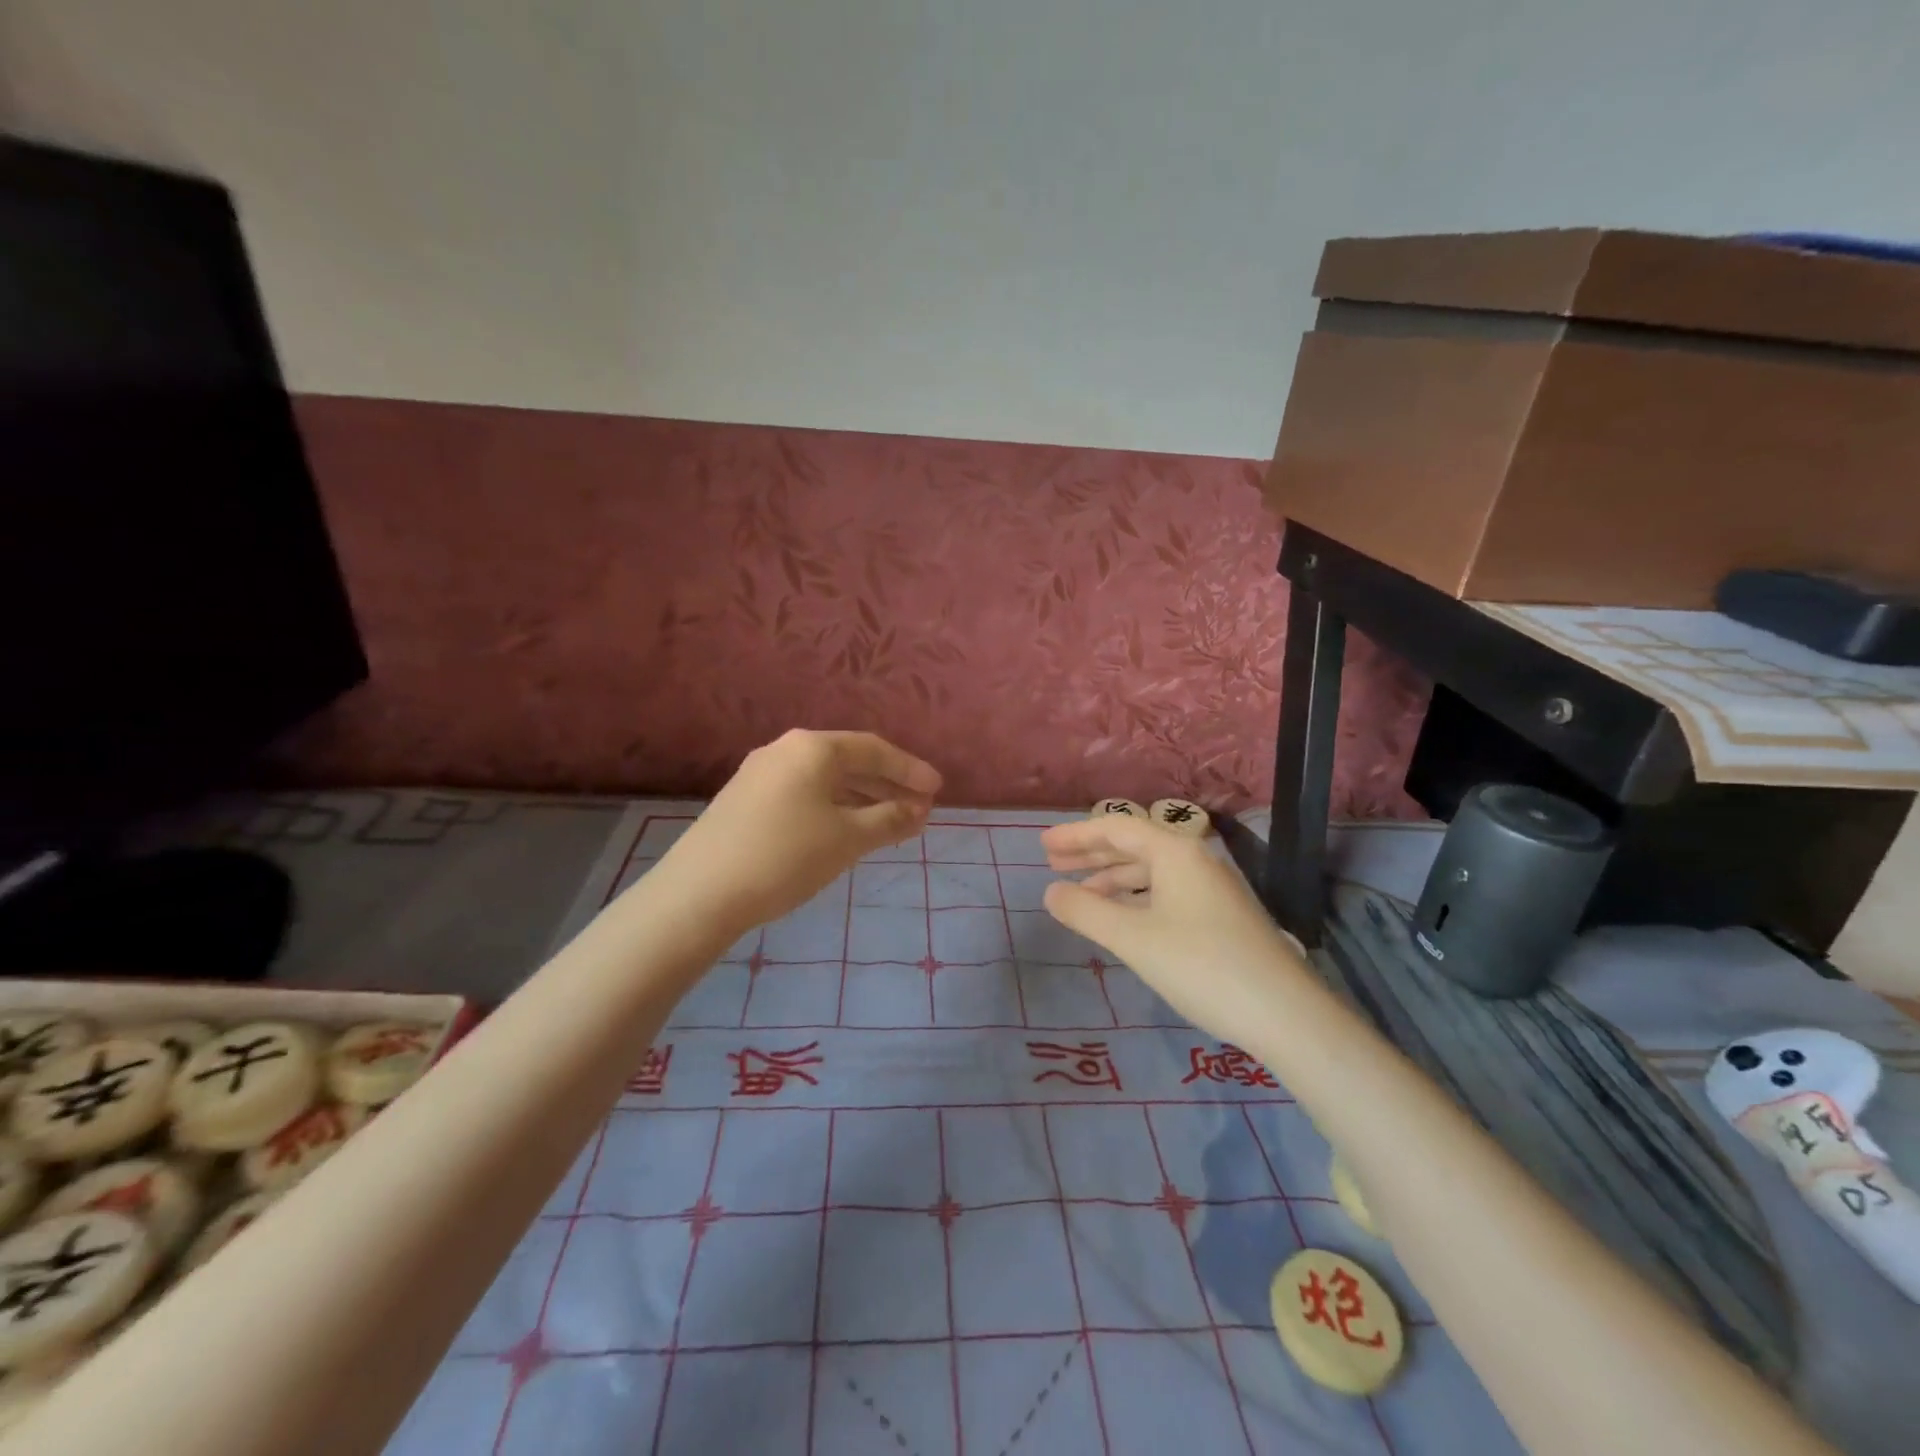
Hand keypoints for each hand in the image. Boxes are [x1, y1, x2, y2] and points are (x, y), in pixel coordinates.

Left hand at [656, 729, 940, 933]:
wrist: (700, 893)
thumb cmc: (785, 856)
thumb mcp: (848, 839)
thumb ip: (889, 819)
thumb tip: (918, 810)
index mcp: (812, 748)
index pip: (874, 750)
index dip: (910, 769)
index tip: (938, 790)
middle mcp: (784, 750)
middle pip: (848, 761)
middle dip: (887, 784)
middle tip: (919, 807)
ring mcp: (760, 774)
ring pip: (824, 780)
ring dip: (861, 798)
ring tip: (890, 822)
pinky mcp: (744, 800)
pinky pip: (803, 794)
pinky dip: (833, 807)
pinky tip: (844, 830)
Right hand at [1041, 815, 1307, 1038]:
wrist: (1284, 1013)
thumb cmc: (1201, 965)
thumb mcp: (1133, 939)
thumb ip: (1086, 912)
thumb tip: (1051, 891)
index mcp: (1174, 852)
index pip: (1116, 828)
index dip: (1075, 834)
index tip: (1042, 845)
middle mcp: (1193, 860)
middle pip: (1133, 845)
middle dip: (1091, 853)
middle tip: (1052, 863)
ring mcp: (1209, 888)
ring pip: (1149, 871)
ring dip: (1111, 878)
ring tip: (1079, 894)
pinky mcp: (1218, 916)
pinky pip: (1164, 892)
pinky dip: (1134, 898)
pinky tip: (1120, 918)